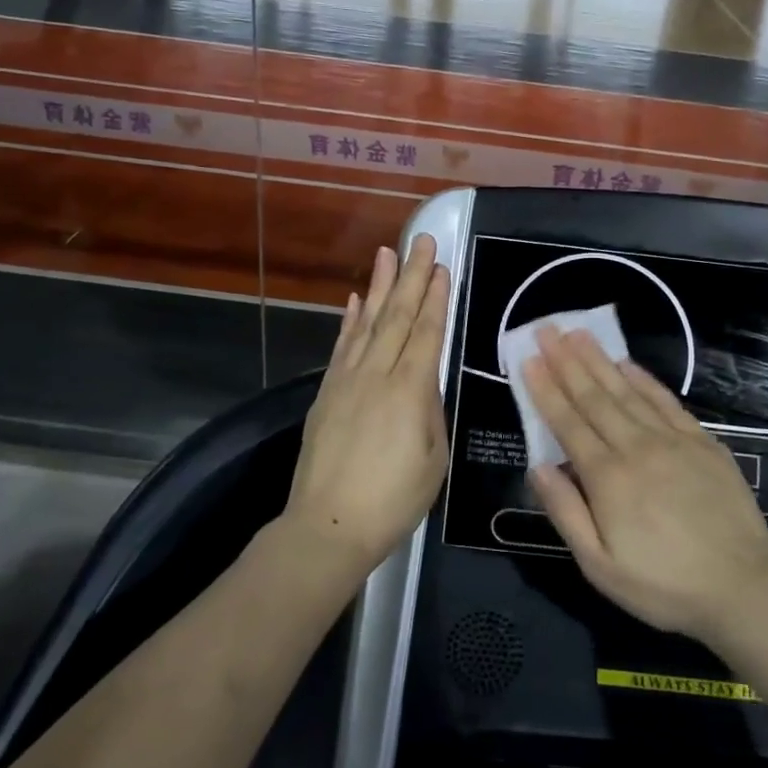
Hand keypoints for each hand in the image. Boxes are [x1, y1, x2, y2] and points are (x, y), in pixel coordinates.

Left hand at [284, 235, 450, 578]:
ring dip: (378, 286)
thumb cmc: (393, 500)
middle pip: (396, 316)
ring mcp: (347, 380)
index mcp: (410, 391)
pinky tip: (353, 300)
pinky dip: (349, 320)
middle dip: (410, 276)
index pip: (426, 332)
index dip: (434, 297)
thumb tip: (424, 384)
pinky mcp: (326, 393)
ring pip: (366, 323)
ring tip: (386, 253)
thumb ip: (430, 412)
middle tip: (419, 240)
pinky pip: (341, 346)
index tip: (440, 266)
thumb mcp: (433, 460)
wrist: (328, 526)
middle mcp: (377, 375)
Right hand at [522, 326, 767, 645]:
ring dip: (599, 360)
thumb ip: (566, 513)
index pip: (568, 422)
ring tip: (578, 333)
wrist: (745, 587)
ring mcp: (672, 440)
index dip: (546, 389)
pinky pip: (665, 401)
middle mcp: (636, 447)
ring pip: (626, 391)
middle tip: (546, 329)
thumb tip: (537, 467)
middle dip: (566, 361)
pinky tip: (627, 363)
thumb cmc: (664, 585)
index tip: (529, 359)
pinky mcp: (702, 442)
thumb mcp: (600, 567)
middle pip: (594, 396)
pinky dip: (643, 379)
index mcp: (607, 478)